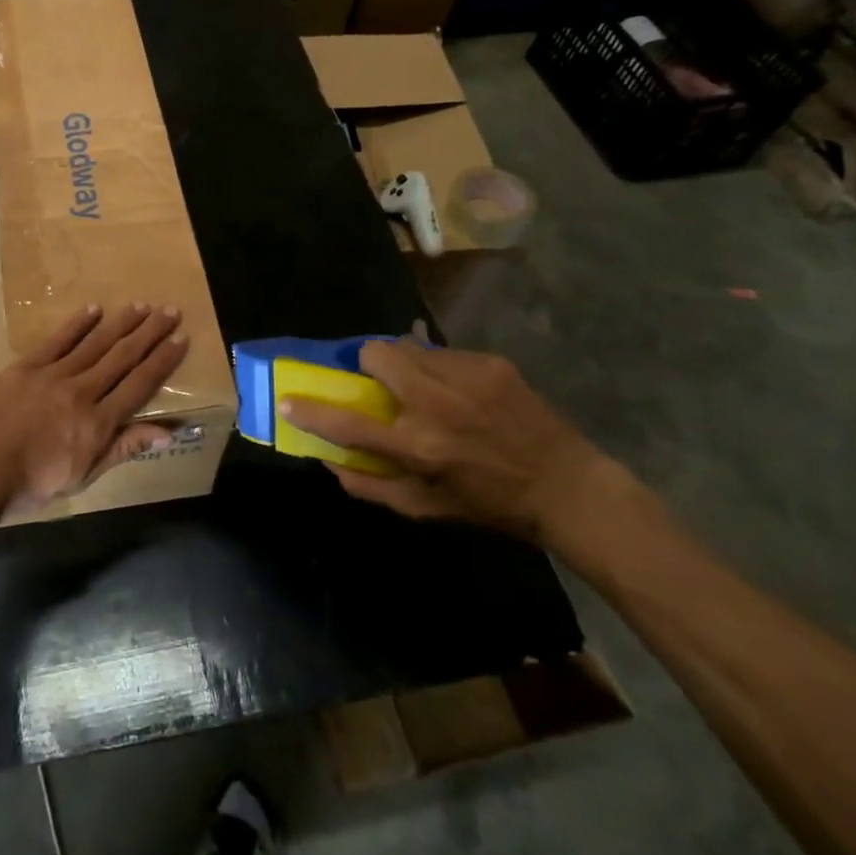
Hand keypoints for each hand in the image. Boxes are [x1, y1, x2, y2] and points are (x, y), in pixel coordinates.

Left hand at [0, 303, 189, 519]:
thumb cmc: (31, 484)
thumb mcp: (83, 476)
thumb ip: (123, 448)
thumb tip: (169, 432)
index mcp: (98, 423)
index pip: (139, 385)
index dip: (162, 360)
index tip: (181, 338)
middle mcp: (82, 392)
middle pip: (122, 357)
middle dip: (149, 333)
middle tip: (170, 311)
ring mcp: (53, 376)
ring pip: (95, 344)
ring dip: (120, 323)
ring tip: (141, 306)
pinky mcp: (26, 366)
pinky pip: (57, 340)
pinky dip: (78, 324)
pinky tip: (94, 309)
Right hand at [281, 342, 613, 547]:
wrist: (567, 486)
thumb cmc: (491, 505)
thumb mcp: (428, 509)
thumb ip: (373, 488)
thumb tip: (330, 464)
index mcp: (419, 448)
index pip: (348, 426)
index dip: (311, 412)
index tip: (288, 401)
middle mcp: (436, 406)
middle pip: (376, 355)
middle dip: (366, 362)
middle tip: (376, 380)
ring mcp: (466, 378)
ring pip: (408, 345)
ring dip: (401, 361)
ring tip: (418, 381)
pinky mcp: (490, 364)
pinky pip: (442, 351)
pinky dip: (436, 365)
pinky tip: (456, 388)